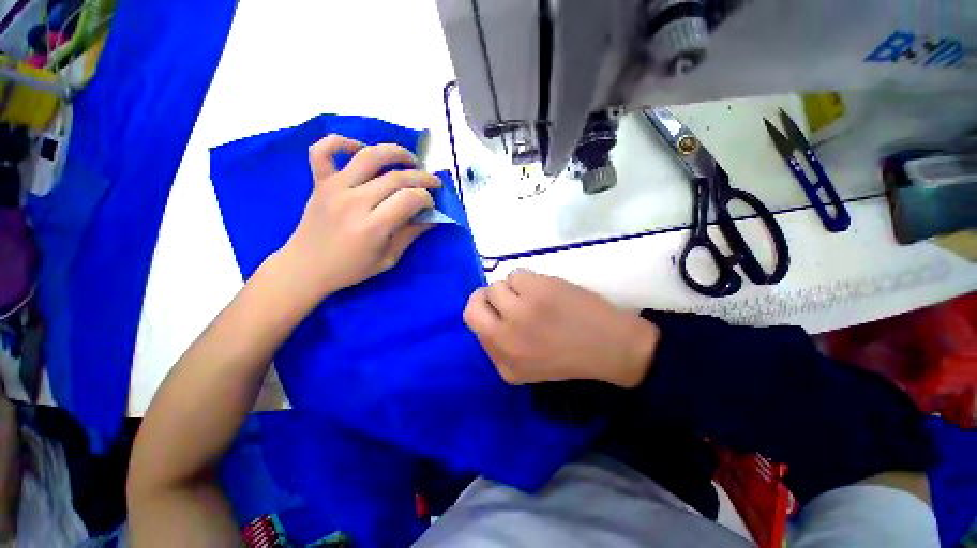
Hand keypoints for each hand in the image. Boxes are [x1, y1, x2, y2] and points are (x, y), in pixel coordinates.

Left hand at [275, 135, 440, 304]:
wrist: (306, 267)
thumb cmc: (351, 268)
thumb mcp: (388, 258)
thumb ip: (411, 234)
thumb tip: (432, 217)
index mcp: (372, 227)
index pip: (409, 199)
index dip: (426, 198)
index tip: (431, 204)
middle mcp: (354, 202)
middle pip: (396, 177)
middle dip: (422, 178)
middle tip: (433, 183)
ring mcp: (334, 188)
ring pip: (369, 156)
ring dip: (396, 153)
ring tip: (411, 160)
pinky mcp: (319, 182)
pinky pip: (324, 150)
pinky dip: (342, 142)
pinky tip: (361, 149)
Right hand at [463, 270, 659, 387]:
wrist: (611, 347)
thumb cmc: (570, 355)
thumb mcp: (527, 366)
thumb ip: (501, 346)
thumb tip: (487, 314)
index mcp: (504, 365)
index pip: (474, 328)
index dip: (485, 315)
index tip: (500, 312)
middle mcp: (505, 340)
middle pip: (473, 307)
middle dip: (484, 299)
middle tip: (506, 298)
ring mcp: (519, 314)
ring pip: (495, 287)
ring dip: (513, 289)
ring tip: (535, 297)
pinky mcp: (535, 291)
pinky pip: (515, 274)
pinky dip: (528, 280)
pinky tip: (546, 290)